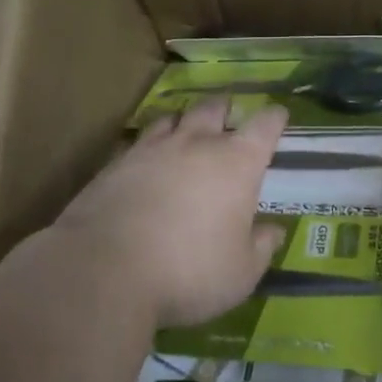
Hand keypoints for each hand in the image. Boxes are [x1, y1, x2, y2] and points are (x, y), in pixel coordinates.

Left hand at [48, 97, 289, 329]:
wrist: (102, 270)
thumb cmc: (188, 272)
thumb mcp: (240, 273)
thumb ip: (261, 248)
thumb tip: (274, 231)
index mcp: (237, 163)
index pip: (265, 126)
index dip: (275, 119)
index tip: (279, 116)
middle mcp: (196, 144)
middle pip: (215, 108)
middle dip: (225, 109)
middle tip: (229, 117)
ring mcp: (152, 149)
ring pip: (173, 118)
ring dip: (184, 122)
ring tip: (186, 132)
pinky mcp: (115, 164)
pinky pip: (139, 142)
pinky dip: (149, 146)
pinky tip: (146, 162)